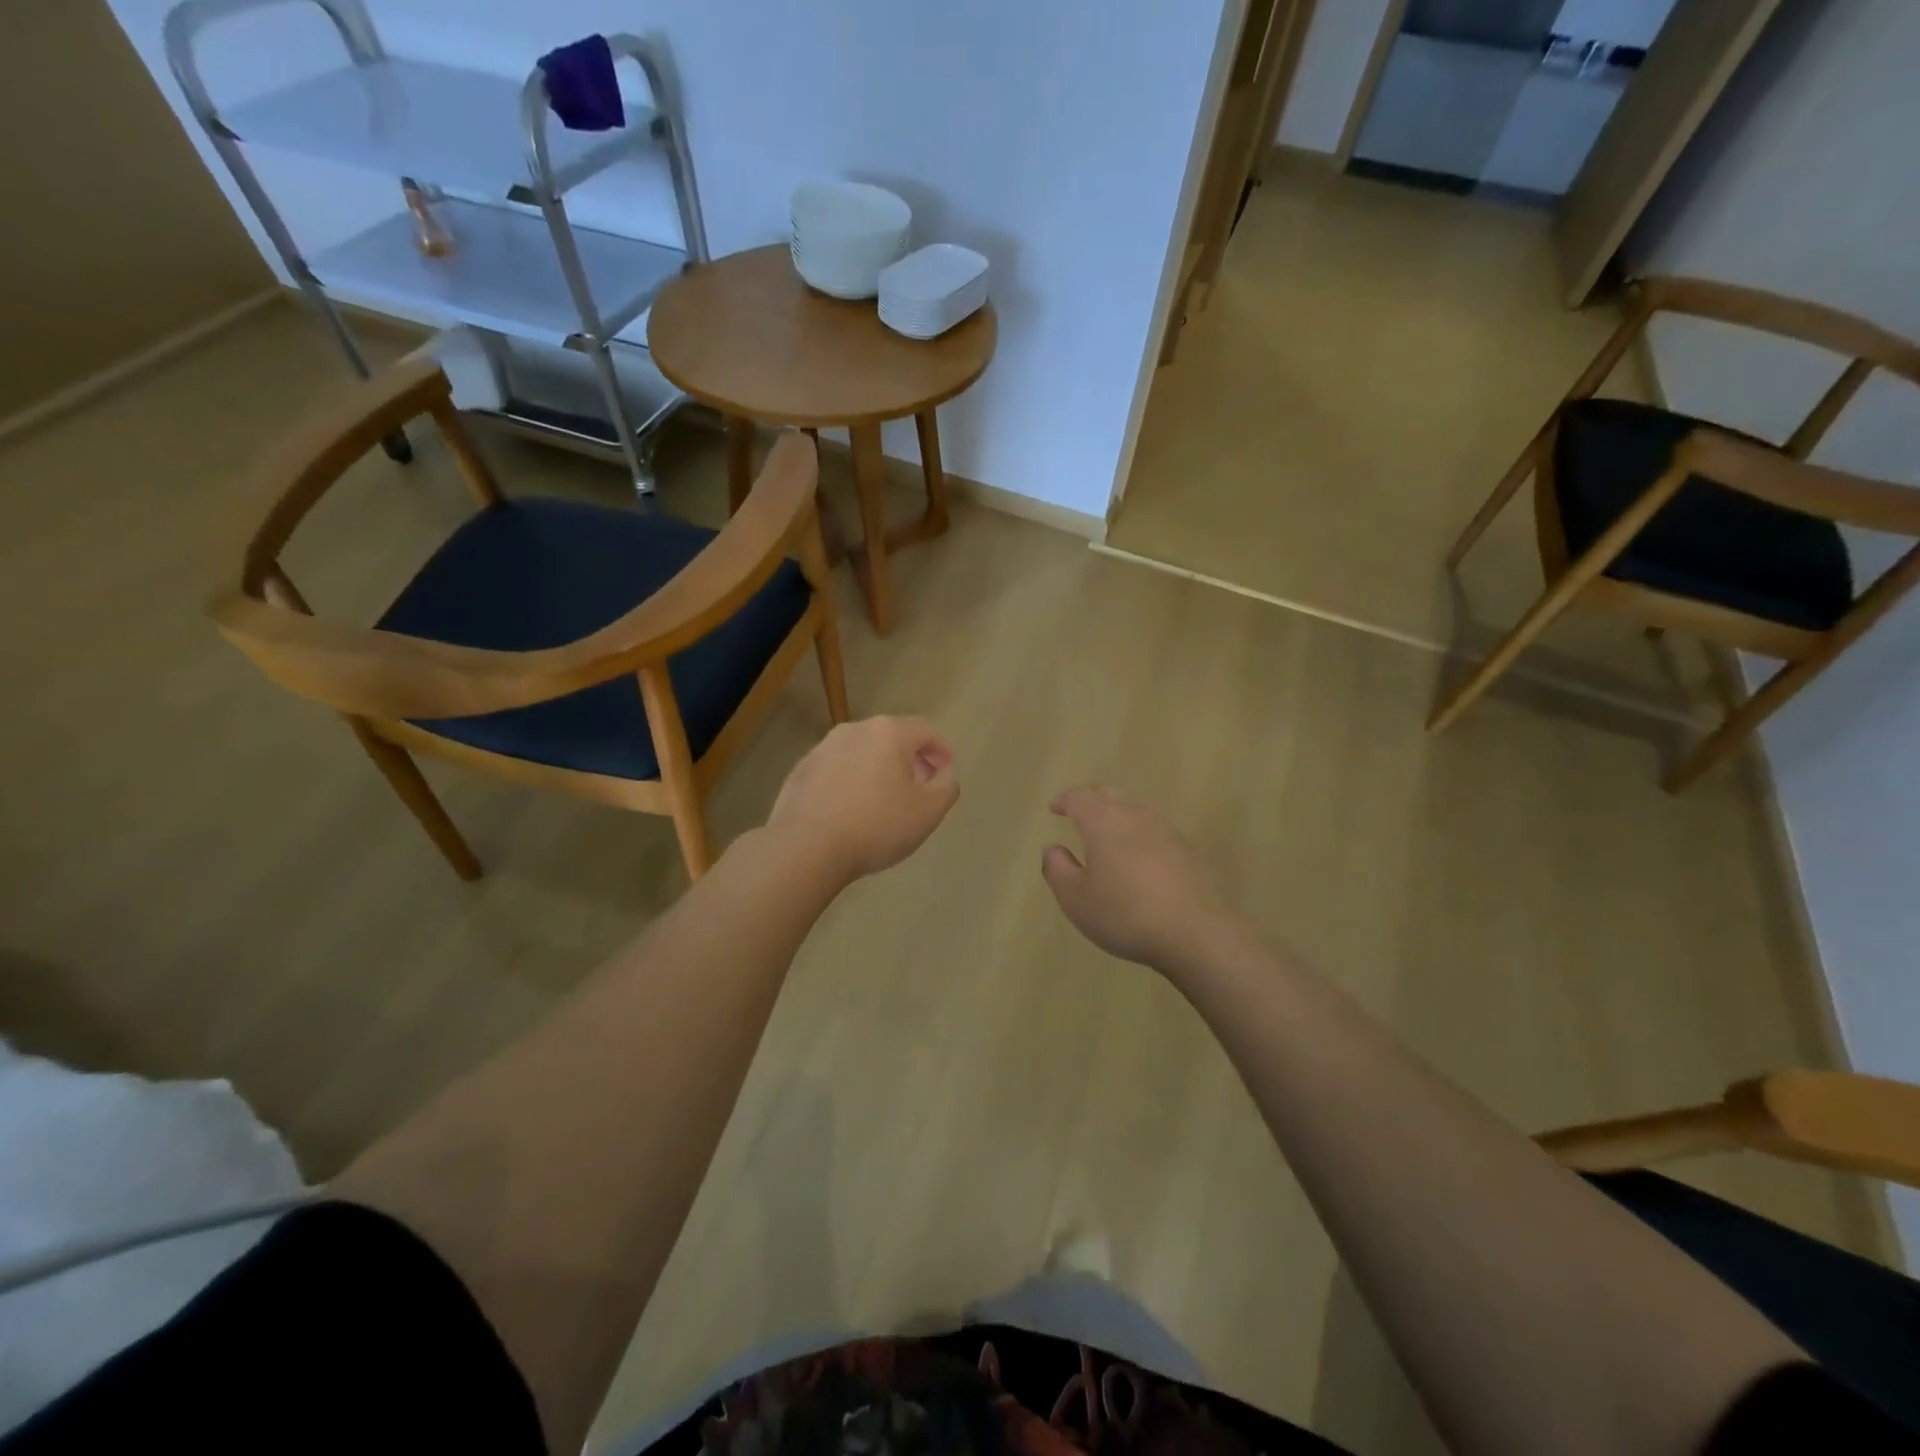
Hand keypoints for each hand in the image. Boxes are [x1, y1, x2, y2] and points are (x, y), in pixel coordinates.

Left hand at [768, 717, 959, 882]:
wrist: (806, 847)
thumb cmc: (876, 826)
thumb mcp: (928, 812)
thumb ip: (947, 785)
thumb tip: (944, 771)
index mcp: (888, 733)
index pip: (925, 730)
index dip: (941, 750)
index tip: (945, 773)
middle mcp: (854, 730)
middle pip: (892, 738)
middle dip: (910, 760)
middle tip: (919, 788)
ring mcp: (822, 748)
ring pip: (862, 753)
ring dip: (878, 770)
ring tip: (883, 802)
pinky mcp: (801, 770)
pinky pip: (836, 770)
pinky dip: (850, 782)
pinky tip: (850, 812)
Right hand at [1042, 786, 1241, 971]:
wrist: (1197, 933)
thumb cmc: (1126, 913)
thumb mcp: (1076, 899)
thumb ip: (1057, 869)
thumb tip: (1054, 849)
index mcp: (1104, 822)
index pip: (1080, 797)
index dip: (1064, 800)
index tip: (1054, 808)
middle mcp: (1135, 816)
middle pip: (1110, 794)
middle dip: (1091, 800)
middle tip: (1078, 813)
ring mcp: (1167, 831)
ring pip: (1135, 812)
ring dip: (1117, 818)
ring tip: (1107, 839)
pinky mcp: (1189, 851)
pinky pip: (1155, 833)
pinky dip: (1139, 838)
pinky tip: (1139, 862)